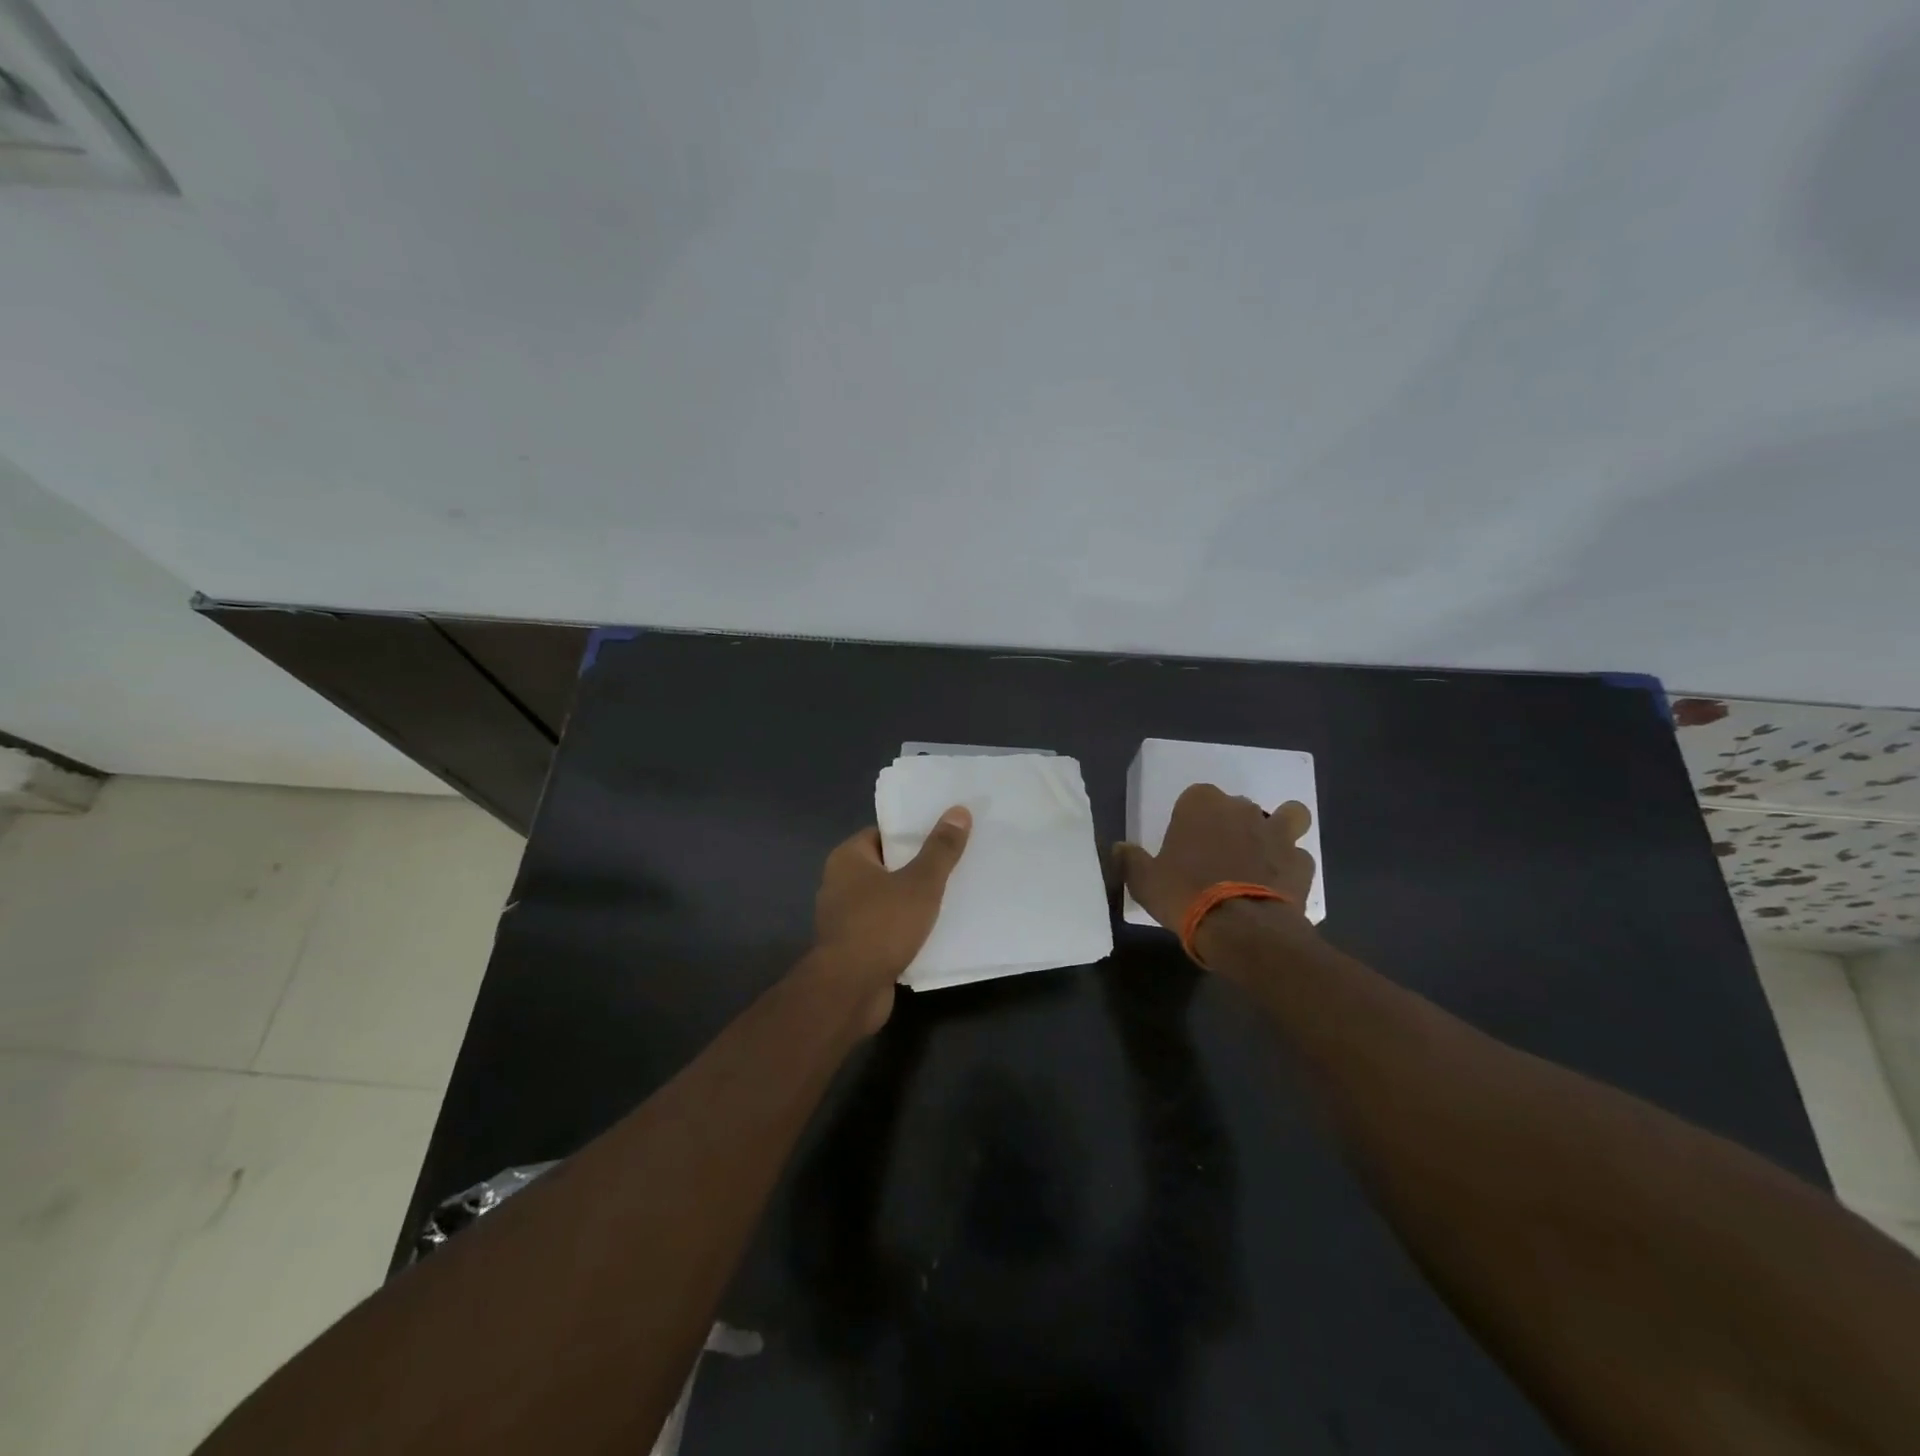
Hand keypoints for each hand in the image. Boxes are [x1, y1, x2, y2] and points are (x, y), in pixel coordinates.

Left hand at [809, 807, 971, 1025]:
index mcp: (848, 858)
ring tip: (955, 894)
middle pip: (888, 866)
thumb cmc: (881, 926)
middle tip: (958, 863)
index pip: (884, 833)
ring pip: (889, 899)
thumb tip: (959, 810)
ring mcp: (846, 918)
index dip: (914, 832)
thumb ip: (941, 849)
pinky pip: (888, 928)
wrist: (849, 991)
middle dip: (920, 867)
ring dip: (916, 900)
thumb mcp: (920, 883)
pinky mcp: (855, 947)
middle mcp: (840, 883)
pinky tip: (937, 930)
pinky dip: (908, 928)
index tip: (946, 834)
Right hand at [1116, 784, 1314, 954]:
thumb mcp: (1144, 881)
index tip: (1185, 843)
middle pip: (1238, 806)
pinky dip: (1290, 867)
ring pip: (1287, 816)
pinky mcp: (1300, 863)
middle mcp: (1242, 809)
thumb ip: (1131, 860)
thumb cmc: (1185, 894)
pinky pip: (1297, 857)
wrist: (1241, 928)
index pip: (1195, 796)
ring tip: (1264, 854)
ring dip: (1279, 829)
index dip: (1191, 818)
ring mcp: (1276, 833)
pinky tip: (1279, 886)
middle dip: (1231, 824)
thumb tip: (1119, 848)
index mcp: (1201, 804)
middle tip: (1218, 855)